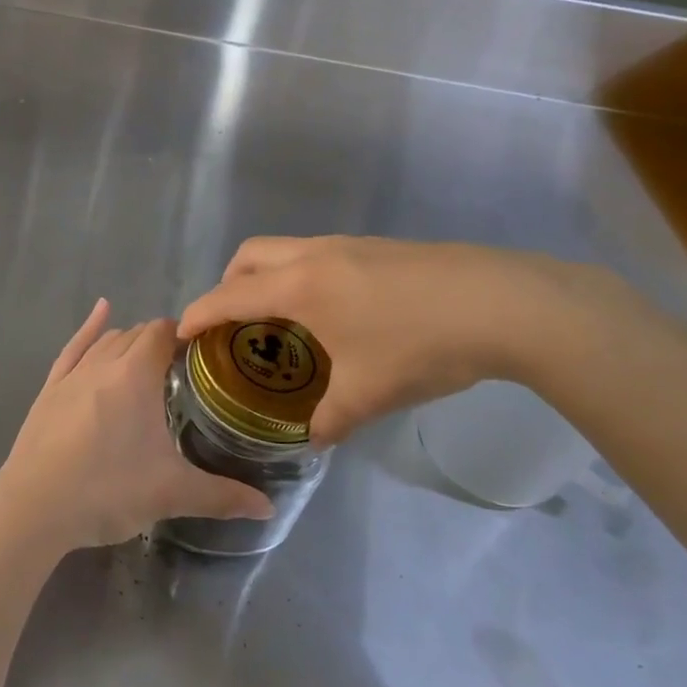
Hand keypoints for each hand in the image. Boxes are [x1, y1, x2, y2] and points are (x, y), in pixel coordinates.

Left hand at [0, 299, 275, 553]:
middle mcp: (103, 363)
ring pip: (106, 340)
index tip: (204, 352)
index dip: (184, 335)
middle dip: (160, 341)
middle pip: (136, 334)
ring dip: (129, 340)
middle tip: (183, 368)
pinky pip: (72, 348)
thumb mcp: (171, 494)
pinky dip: (88, 328)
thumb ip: (222, 496)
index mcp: (136, 375)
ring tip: (148, 357)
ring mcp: (72, 375)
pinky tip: (100, 312)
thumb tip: (269, 509)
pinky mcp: (49, 389)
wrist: (34, 508)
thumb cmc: (107, 491)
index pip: (163, 332)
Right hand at [178, 237, 594, 444]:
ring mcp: (349, 245)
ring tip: (280, 321)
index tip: (180, 332)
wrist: (505, 304)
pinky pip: (318, 255)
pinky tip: (333, 314)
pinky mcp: (379, 247)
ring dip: (267, 277)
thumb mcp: (369, 393)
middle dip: (228, 284)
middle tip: (232, 323)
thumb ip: (329, 420)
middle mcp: (315, 256)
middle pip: (250, 255)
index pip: (230, 296)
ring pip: (285, 249)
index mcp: (299, 287)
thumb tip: (311, 440)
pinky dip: (301, 276)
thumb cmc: (422, 346)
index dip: (199, 314)